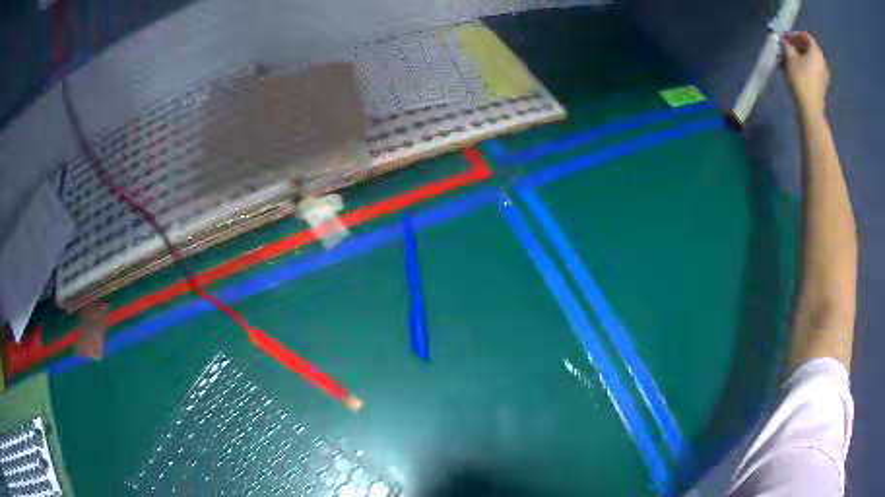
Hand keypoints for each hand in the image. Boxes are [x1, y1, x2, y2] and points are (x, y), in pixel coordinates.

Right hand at [782, 31, 829, 114]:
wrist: (810, 108)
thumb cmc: (800, 79)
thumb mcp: (789, 58)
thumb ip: (787, 46)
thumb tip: (786, 42)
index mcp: (816, 52)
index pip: (807, 36)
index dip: (796, 35)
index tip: (787, 38)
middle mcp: (823, 61)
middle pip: (811, 47)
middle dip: (800, 45)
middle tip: (789, 47)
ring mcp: (825, 74)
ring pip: (813, 59)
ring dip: (803, 56)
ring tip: (793, 59)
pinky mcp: (823, 84)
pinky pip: (815, 69)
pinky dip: (807, 66)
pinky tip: (800, 69)